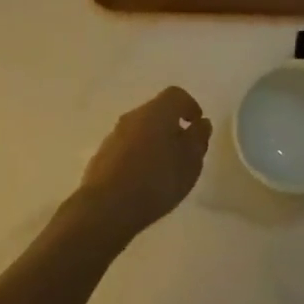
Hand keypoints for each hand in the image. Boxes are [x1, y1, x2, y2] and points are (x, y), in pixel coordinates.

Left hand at [74, 87, 211, 245]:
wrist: (106, 208)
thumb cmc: (156, 180)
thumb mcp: (190, 162)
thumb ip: (198, 139)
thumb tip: (201, 123)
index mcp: (157, 111)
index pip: (176, 95)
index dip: (190, 106)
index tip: (197, 124)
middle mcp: (133, 116)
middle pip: (156, 112)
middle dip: (172, 127)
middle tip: (184, 150)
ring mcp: (114, 136)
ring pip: (140, 131)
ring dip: (154, 142)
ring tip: (164, 170)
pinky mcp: (102, 156)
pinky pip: (126, 148)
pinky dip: (138, 157)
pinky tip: (143, 181)